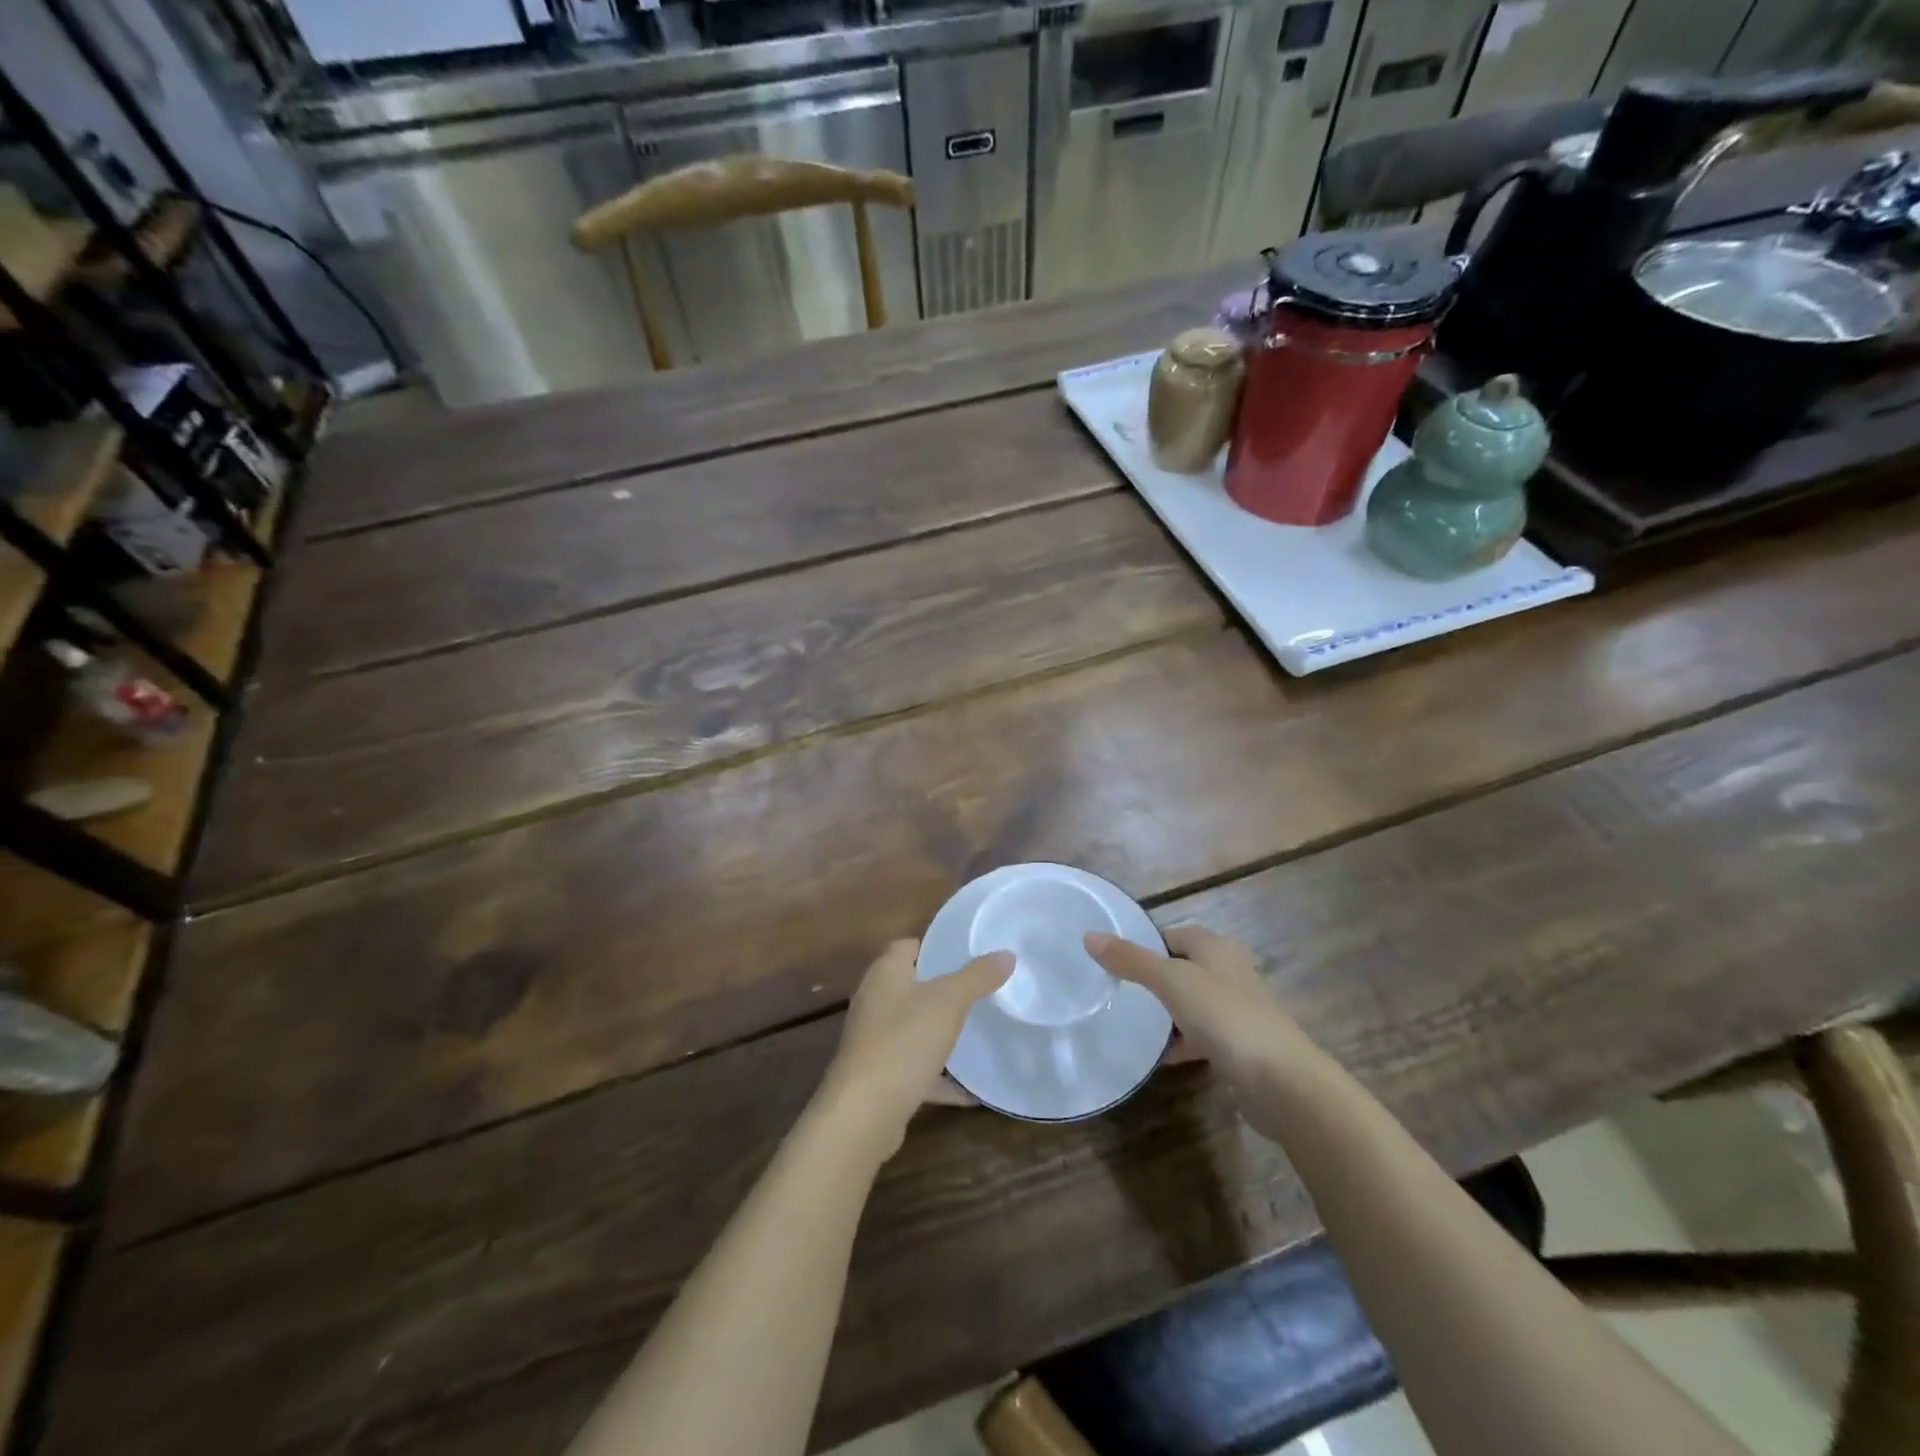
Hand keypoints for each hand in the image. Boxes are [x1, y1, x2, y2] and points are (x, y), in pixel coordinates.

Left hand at [819, 939, 1012, 1158]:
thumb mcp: (949, 1002)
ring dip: (940, 1032)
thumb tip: (1006, 954)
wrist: (863, 1113)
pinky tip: (969, 1090)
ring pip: (913, 1027)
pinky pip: (915, 1068)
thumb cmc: (904, 1041)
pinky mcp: (879, 1076)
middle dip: (943, 989)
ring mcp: (874, 1040)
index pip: (907, 945)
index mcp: (885, 973)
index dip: (935, 946)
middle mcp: (874, 1001)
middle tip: (980, 990)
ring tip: (978, 1032)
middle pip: (911, 985)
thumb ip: (978, 976)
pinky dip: (939, 1076)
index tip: (967, 953)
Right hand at [1085, 925, 1309, 1132]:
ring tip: (1129, 1024)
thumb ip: (1131, 960)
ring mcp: (1237, 1010)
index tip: (1113, 962)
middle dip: (1152, 980)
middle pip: (1181, 969)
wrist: (1282, 1082)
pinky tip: (1159, 1057)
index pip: (1172, 934)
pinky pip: (1202, 1035)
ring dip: (1165, 1013)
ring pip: (1191, 1004)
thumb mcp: (1172, 982)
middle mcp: (1229, 972)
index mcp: (1215, 948)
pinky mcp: (1240, 1046)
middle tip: (1115, 993)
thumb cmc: (1226, 1017)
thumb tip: (1089, 936)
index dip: (1144, 944)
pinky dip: (1181, 1042)